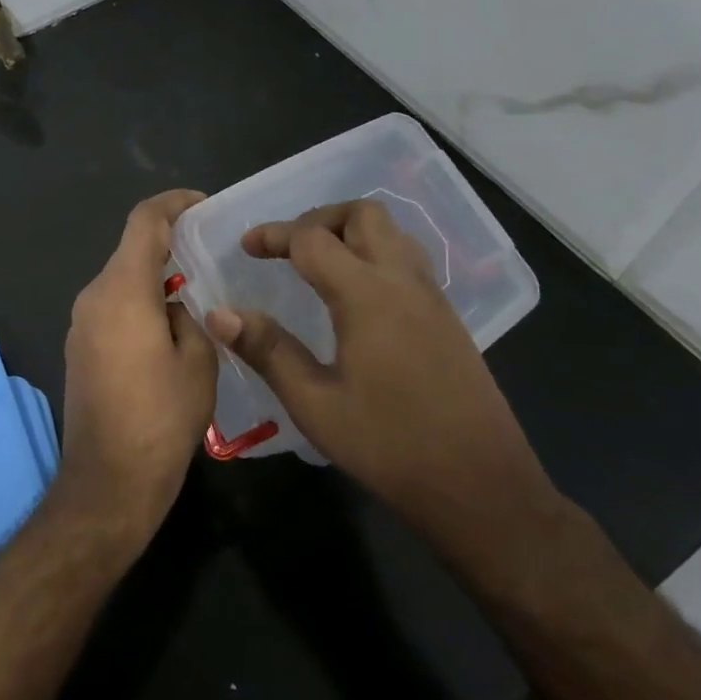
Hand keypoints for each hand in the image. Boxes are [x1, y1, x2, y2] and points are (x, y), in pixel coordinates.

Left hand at [57, 190, 217, 549]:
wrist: (109, 481)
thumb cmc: (161, 418)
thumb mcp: (198, 361)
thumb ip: (190, 318)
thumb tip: (175, 308)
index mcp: (122, 290)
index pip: (144, 222)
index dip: (173, 203)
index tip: (202, 206)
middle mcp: (93, 297)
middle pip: (130, 251)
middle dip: (168, 246)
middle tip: (210, 255)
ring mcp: (80, 324)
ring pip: (121, 282)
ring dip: (154, 279)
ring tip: (196, 295)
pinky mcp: (78, 349)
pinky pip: (112, 309)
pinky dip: (139, 305)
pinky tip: (168, 329)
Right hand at [205, 200, 562, 583]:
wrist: (481, 485)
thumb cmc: (389, 446)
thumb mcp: (315, 404)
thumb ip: (268, 350)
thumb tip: (220, 313)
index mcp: (367, 295)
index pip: (312, 239)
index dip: (274, 235)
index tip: (245, 248)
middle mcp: (403, 281)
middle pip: (362, 215)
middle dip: (318, 219)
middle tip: (286, 249)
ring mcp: (432, 297)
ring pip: (391, 233)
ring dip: (350, 233)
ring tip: (318, 264)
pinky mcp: (447, 317)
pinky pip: (407, 260)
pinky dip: (374, 255)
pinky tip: (356, 296)